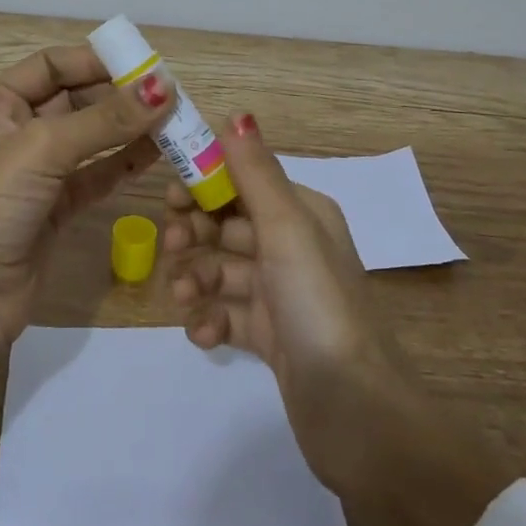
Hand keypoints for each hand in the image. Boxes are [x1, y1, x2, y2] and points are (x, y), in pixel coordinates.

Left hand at [0, 45, 174, 350]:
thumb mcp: (43, 149)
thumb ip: (105, 119)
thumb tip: (164, 86)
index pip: (50, 66)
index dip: (95, 61)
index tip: (144, 64)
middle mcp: (12, 131)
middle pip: (73, 99)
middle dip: (118, 95)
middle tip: (169, 93)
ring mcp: (35, 171)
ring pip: (89, 137)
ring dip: (128, 128)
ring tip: (174, 119)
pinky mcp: (55, 206)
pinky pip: (96, 173)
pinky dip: (124, 161)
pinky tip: (158, 152)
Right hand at [164, 114, 514, 525]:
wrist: (356, 411)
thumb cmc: (317, 304)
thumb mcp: (286, 228)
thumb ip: (255, 172)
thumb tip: (237, 113)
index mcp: (302, 214)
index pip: (243, 182)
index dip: (205, 184)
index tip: (169, 196)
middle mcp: (293, 247)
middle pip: (228, 225)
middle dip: (195, 232)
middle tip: (171, 246)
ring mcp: (281, 294)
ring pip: (222, 270)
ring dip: (196, 278)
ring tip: (184, 298)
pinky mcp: (271, 337)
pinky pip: (227, 314)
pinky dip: (209, 319)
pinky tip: (203, 335)